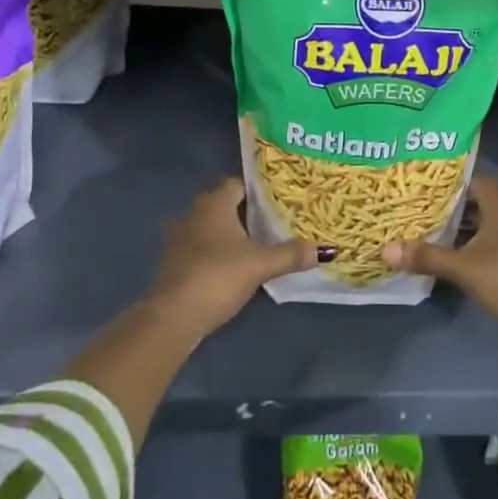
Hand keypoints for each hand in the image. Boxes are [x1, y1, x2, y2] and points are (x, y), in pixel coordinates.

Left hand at [148, 177, 315, 340]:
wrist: (173, 316)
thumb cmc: (218, 276)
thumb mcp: (260, 265)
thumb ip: (290, 254)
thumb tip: (324, 249)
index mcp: (214, 202)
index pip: (238, 182)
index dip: (258, 189)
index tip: (279, 197)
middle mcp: (193, 211)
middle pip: (224, 202)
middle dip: (246, 210)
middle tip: (274, 219)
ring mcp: (179, 235)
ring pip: (211, 224)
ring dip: (229, 231)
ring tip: (256, 241)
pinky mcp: (173, 259)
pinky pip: (200, 244)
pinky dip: (216, 248)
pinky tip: (233, 263)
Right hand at [381, 177, 497, 339]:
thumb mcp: (463, 268)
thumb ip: (426, 256)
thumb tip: (386, 249)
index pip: (472, 178)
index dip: (448, 180)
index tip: (421, 185)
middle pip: (476, 199)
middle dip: (449, 204)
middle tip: (418, 207)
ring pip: (484, 221)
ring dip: (460, 226)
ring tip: (428, 229)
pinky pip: (491, 238)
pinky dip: (472, 242)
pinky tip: (452, 255)